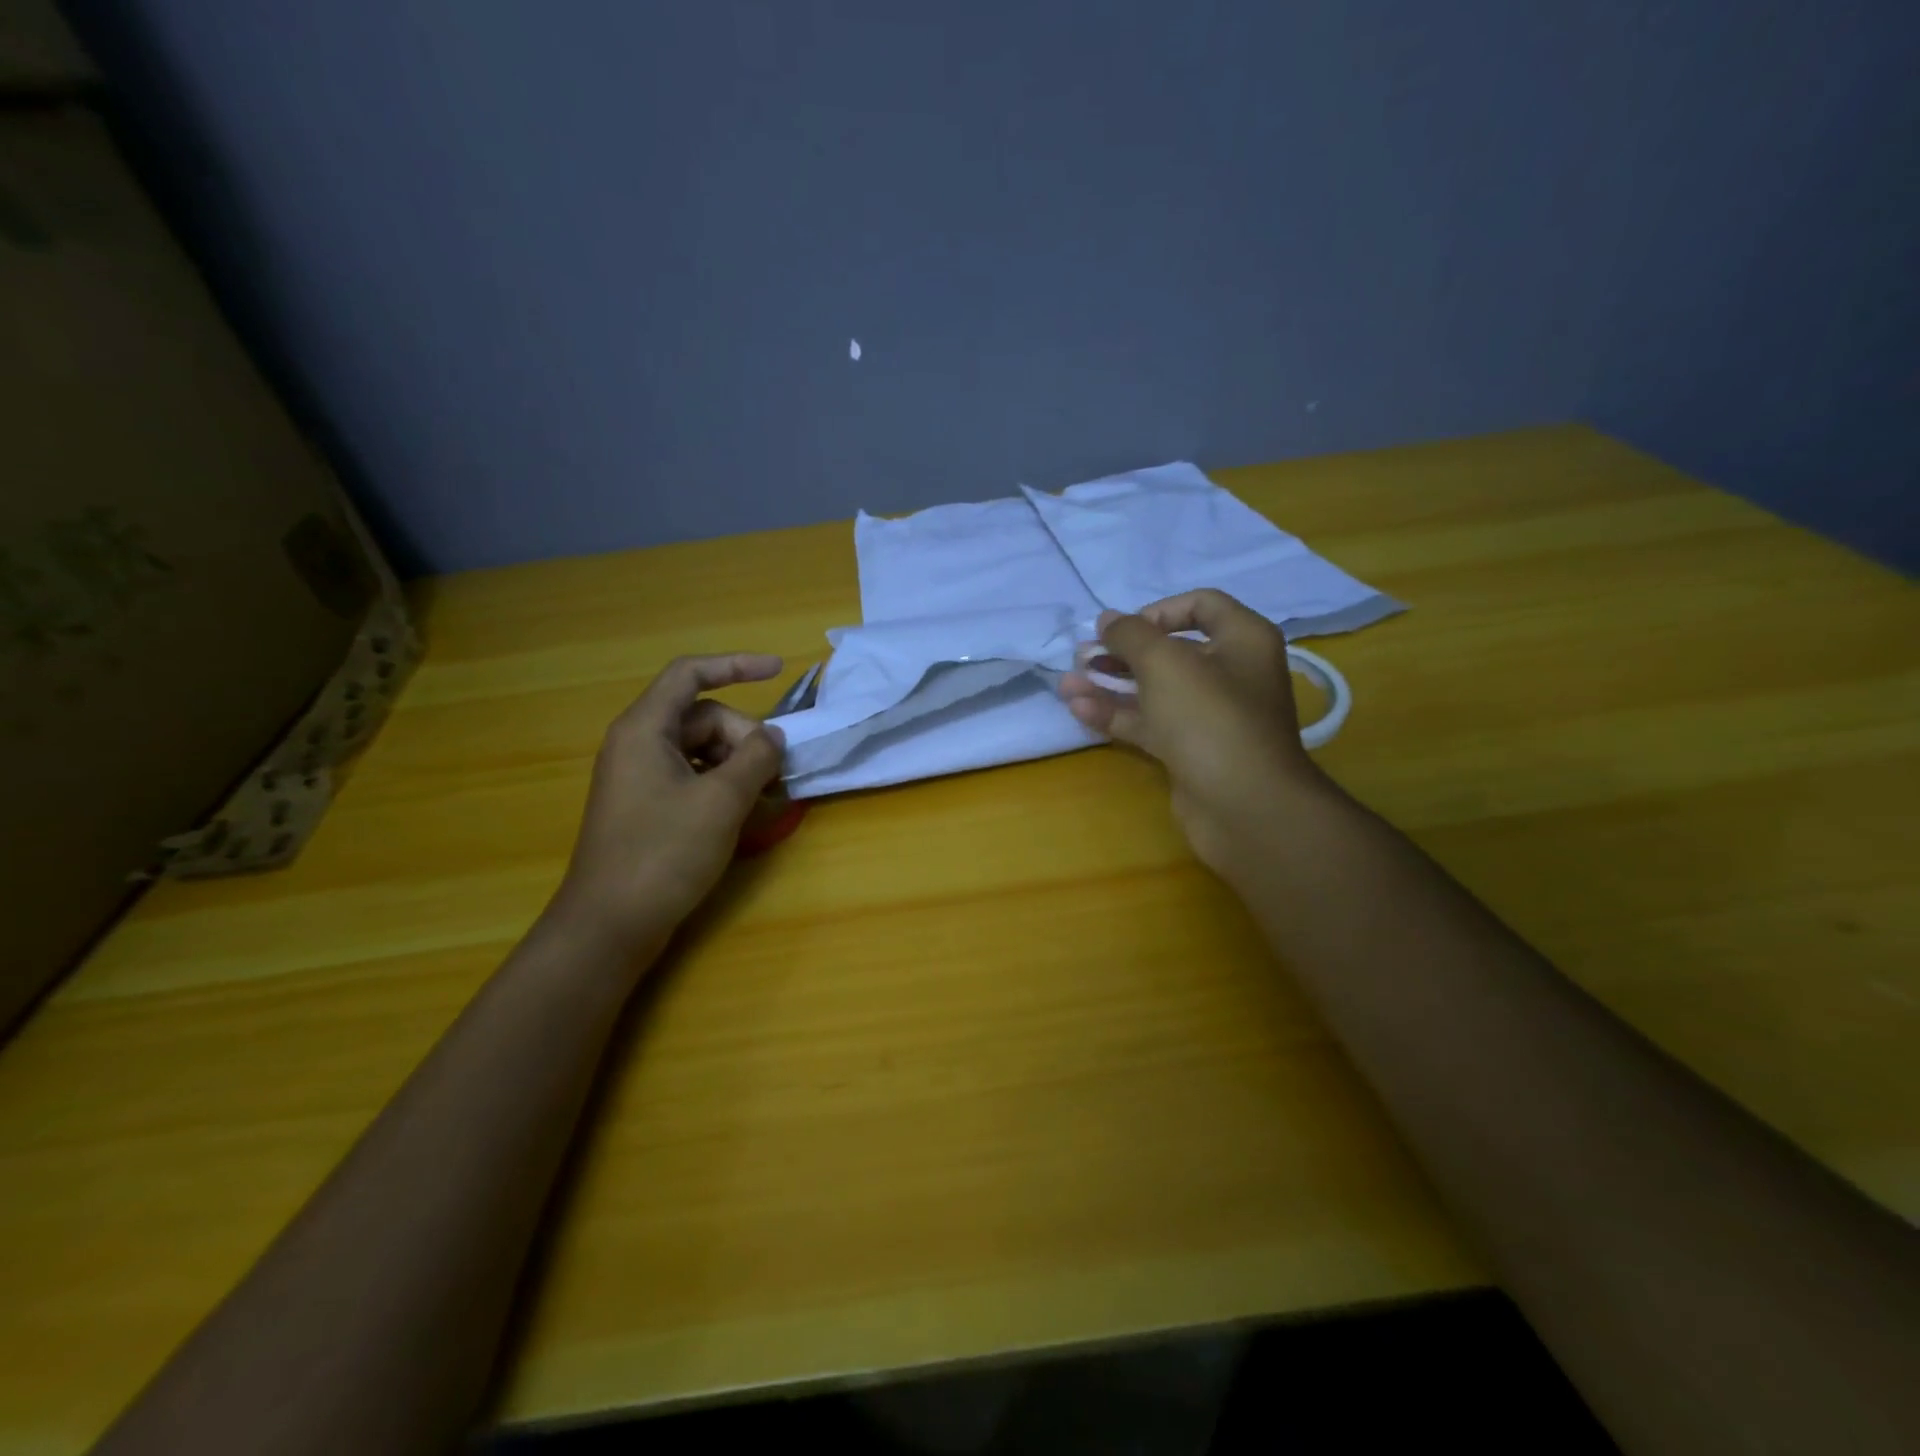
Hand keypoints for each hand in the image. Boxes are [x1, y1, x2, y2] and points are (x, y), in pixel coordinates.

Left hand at [550, 652, 786, 954]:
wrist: (610, 924)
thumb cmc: (664, 852)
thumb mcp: (722, 800)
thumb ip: (756, 758)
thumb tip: (774, 737)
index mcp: (645, 729)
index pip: (691, 674)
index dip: (736, 665)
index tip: (778, 670)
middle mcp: (638, 744)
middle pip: (703, 716)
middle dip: (744, 736)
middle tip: (773, 773)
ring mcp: (640, 777)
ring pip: (701, 748)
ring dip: (737, 762)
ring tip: (763, 795)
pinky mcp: (646, 806)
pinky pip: (692, 776)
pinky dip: (722, 784)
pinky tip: (741, 811)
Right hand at [1058, 589, 1327, 876]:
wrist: (1243, 807)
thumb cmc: (1210, 718)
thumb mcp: (1165, 663)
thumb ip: (1130, 635)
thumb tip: (1108, 619)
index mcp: (1242, 640)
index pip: (1201, 606)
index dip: (1158, 610)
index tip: (1122, 629)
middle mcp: (1230, 673)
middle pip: (1170, 651)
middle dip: (1121, 653)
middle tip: (1082, 656)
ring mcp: (1209, 716)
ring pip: (1153, 691)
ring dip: (1109, 685)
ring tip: (1066, 684)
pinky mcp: (1190, 750)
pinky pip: (1149, 724)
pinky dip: (1116, 715)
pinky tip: (1078, 709)